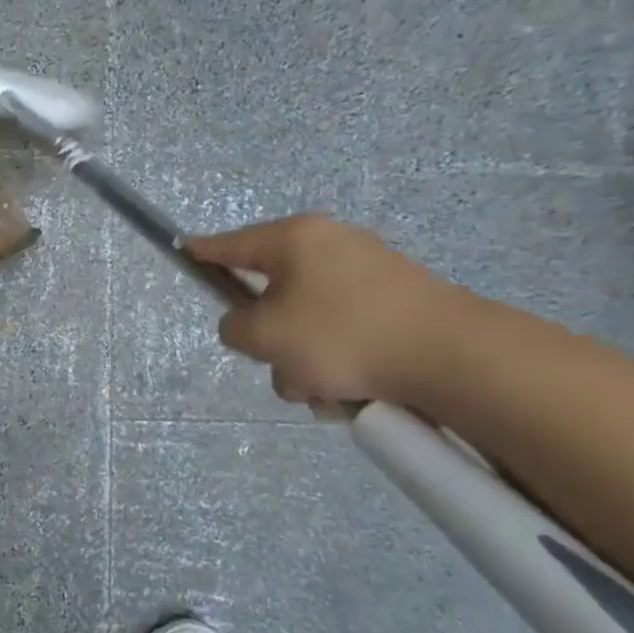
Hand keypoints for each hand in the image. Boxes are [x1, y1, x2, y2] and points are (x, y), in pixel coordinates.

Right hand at [190, 215, 473, 407]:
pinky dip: (338, 363)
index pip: (231, 243)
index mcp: (295, 240)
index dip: (202, 252)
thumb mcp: (265, 336)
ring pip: (306, 323)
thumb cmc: (343, 335)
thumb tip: (247, 325)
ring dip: (303, 362)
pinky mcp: (393, 304)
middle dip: (270, 339)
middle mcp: (329, 247)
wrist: (451, 355)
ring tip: (324, 390)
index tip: (183, 250)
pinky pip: (342, 334)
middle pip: (271, 294)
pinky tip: (352, 391)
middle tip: (282, 364)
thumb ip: (234, 327)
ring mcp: (366, 273)